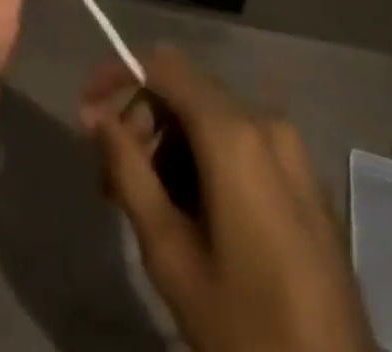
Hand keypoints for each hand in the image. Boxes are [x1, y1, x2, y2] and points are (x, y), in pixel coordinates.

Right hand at [81, 47, 376, 351]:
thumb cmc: (246, 327)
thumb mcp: (171, 255)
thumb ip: (128, 172)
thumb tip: (94, 115)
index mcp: (234, 134)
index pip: (165, 67)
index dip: (120, 75)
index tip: (86, 113)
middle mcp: (265, 121)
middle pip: (187, 92)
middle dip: (143, 124)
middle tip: (111, 184)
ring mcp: (291, 147)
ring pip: (212, 119)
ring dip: (172, 148)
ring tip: (148, 208)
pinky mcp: (305, 175)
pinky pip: (242, 143)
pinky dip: (206, 160)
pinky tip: (192, 215)